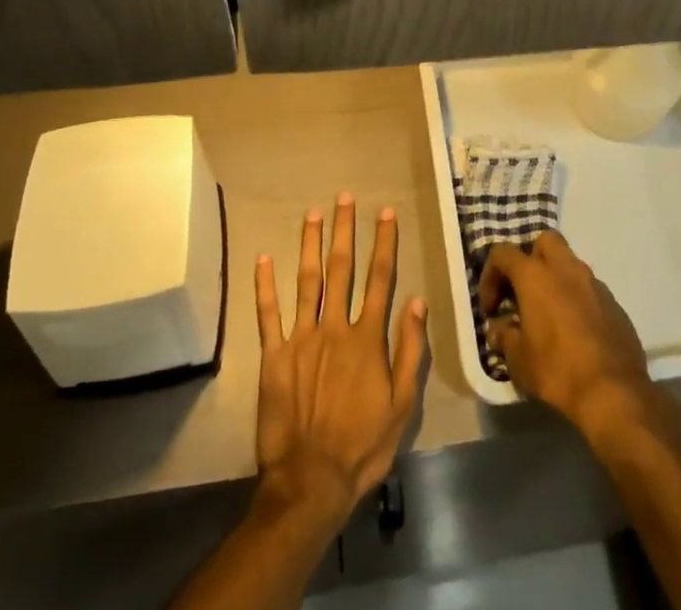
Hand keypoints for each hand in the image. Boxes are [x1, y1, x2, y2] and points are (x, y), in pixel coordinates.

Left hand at [253, 193, 427, 528]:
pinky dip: (265, 285)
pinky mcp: (274, 356)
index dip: (383, 243)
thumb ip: (410, 350)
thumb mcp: (402, 405)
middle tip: (345, 197)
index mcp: (367, 338)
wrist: (310, 482)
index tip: (385, 212)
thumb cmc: (362, 446)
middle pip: (342, 268)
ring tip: (313, 212)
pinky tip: (262, 258)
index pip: (379, 279)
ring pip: (307, 280)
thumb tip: (417, 301)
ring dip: (311, 243)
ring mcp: (302, 338)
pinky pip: (268, 314)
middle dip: (345, 230)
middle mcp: (334, 327)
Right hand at [479, 231, 656, 439]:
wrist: (614, 392)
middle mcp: (566, 269)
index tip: (491, 308)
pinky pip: (589, 289)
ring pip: (570, 264)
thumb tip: (498, 330)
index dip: (490, 275)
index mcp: (535, 275)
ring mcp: (594, 283)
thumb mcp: (518, 360)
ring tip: (548, 314)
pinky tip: (575, 330)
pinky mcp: (614, 303)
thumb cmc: (557, 370)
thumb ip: (504, 337)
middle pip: (544, 241)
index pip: (503, 253)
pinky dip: (577, 299)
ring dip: (555, 280)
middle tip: (523, 292)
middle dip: (530, 259)